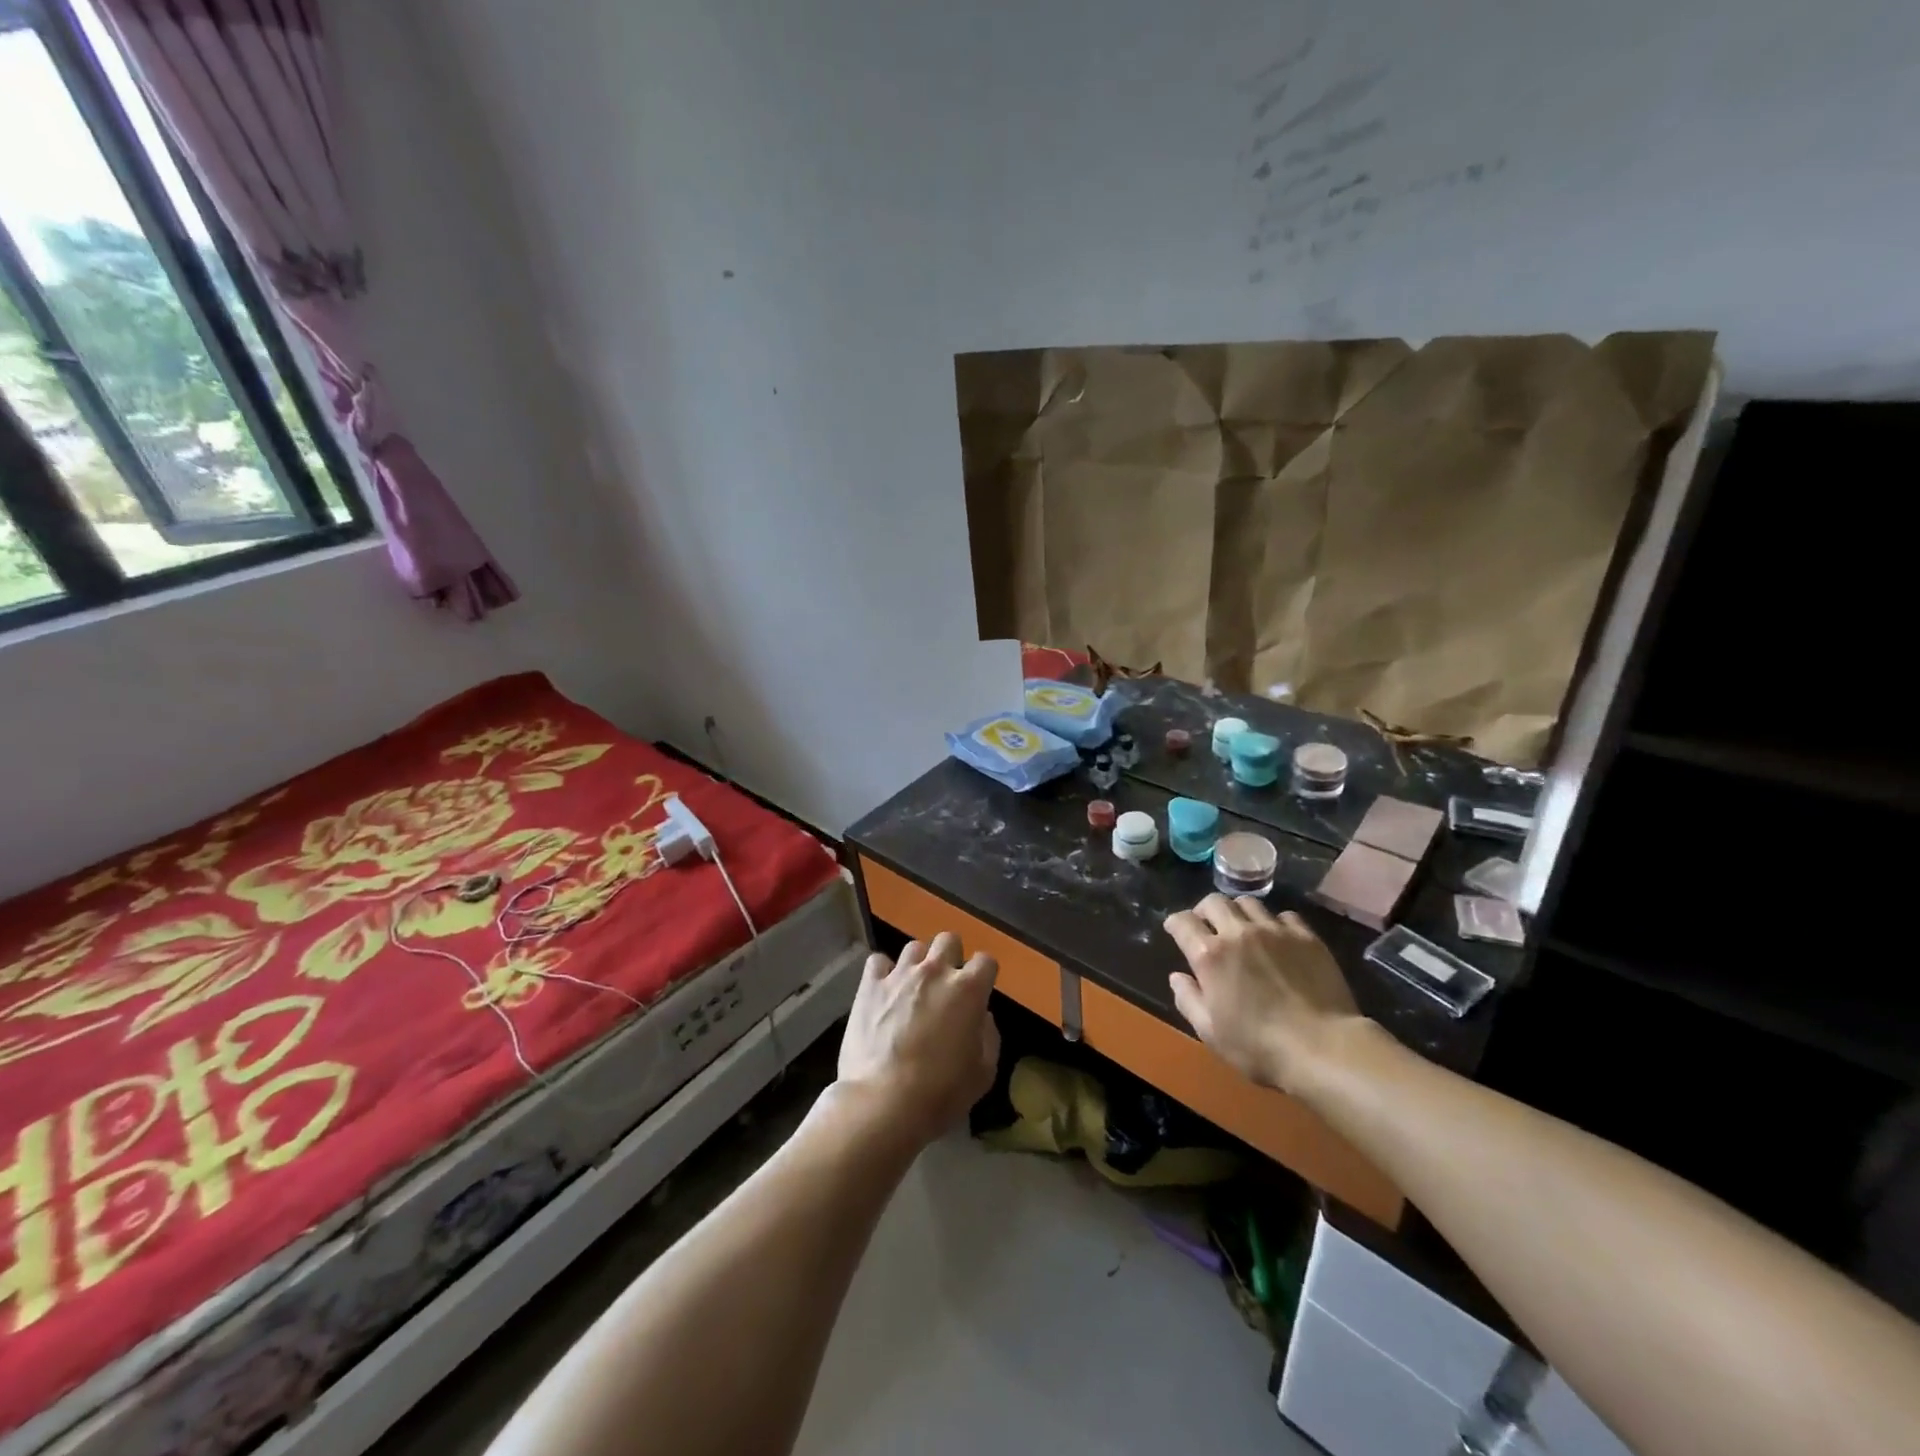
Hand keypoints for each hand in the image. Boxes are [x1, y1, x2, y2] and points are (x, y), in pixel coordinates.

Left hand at [837, 932, 999, 1147]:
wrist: (883, 1103)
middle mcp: (935, 972)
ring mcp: (900, 975)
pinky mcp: (869, 986)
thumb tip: (982, 1018)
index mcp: (969, 990)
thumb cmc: (940, 1093)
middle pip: (949, 940)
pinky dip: (883, 972)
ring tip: (913, 987)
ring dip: (918, 964)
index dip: (984, 975)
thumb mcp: (983, 1074)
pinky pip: (878, 962)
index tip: (979, 991)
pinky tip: (883, 991)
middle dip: (951, 956)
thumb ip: (989, 1037)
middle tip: (946, 984)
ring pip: (914, 947)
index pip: (986, 961)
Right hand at [1163, 895, 1362, 1094]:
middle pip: (1214, 902)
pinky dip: (1274, 922)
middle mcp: (1238, 933)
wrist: (1323, 1048)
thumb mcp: (1210, 1032)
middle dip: (1204, 911)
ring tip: (1241, 928)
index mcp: (1210, 955)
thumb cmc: (1259, 1047)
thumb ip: (1188, 1000)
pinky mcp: (1306, 937)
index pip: (1182, 922)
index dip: (1174, 923)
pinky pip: (1284, 915)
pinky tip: (1278, 937)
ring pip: (1248, 903)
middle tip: (1206, 925)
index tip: (1174, 929)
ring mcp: (1275, 931)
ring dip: (1237, 912)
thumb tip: (1177, 977)